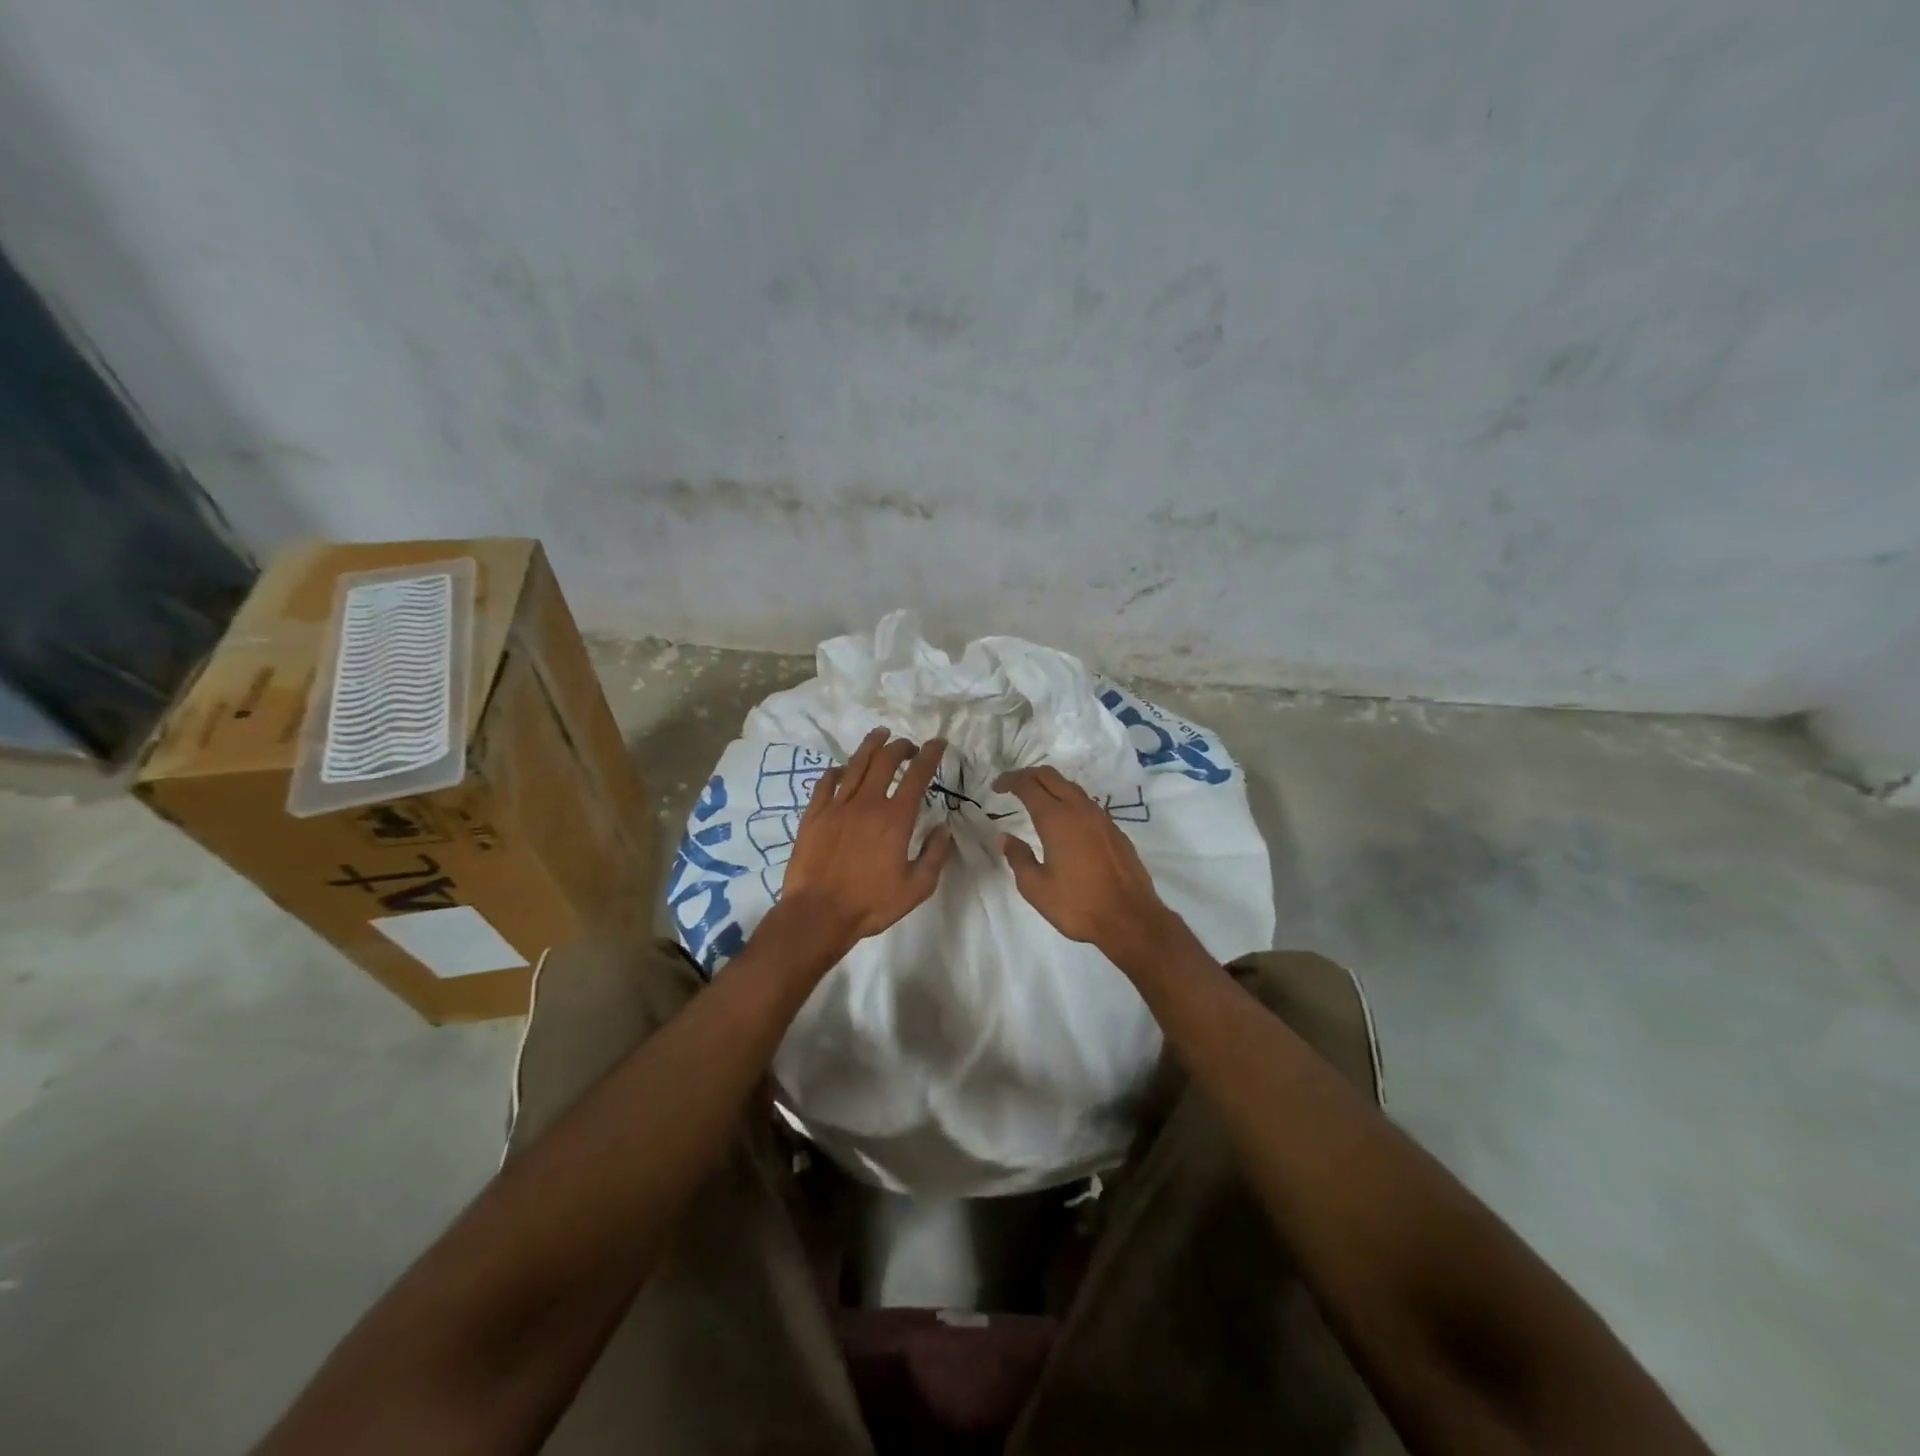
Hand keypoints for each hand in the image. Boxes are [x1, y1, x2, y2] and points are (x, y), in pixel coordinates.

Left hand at [774, 728, 953, 960]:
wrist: (817, 914)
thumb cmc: (871, 904)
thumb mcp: (917, 887)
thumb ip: (935, 855)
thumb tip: (944, 828)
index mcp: (896, 818)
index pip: (917, 775)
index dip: (930, 755)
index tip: (938, 743)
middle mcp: (867, 803)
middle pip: (885, 761)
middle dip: (901, 747)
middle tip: (909, 746)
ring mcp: (837, 806)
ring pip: (856, 764)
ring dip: (871, 746)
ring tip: (880, 734)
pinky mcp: (814, 815)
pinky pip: (826, 782)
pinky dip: (838, 771)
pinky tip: (843, 769)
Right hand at [995, 765, 1182, 967]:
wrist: (1130, 919)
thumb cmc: (1078, 905)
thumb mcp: (1036, 888)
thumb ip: (1018, 858)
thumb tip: (1006, 839)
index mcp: (1056, 819)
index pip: (1028, 785)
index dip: (1009, 780)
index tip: (996, 786)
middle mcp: (1079, 809)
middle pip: (1051, 776)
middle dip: (1028, 775)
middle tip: (1012, 786)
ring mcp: (1101, 818)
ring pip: (1071, 787)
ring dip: (1051, 786)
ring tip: (1036, 800)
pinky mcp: (1115, 830)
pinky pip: (1086, 803)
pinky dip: (1069, 801)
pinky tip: (1065, 821)